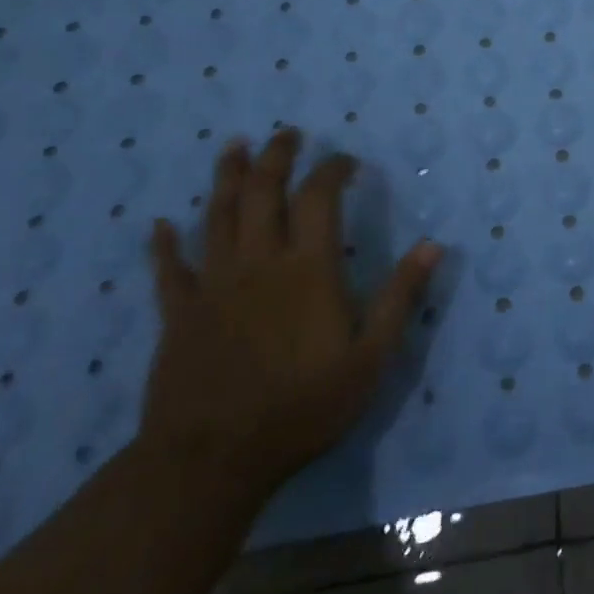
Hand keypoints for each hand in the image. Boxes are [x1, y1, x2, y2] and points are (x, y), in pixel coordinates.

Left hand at [140, 128, 440, 497]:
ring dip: (226, 178)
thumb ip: (400, 298)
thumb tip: (433, 245)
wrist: (212, 460)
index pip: (319, 198)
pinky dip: (165, 244)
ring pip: (217, 216)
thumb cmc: (302, 408)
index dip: (332, 170)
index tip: (345, 161)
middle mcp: (259, 263)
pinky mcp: (179, 315)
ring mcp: (213, 286)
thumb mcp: (371, 358)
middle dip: (275, 157)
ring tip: (233, 147)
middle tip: (285, 134)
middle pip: (262, 193)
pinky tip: (161, 225)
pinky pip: (169, 270)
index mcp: (308, 269)